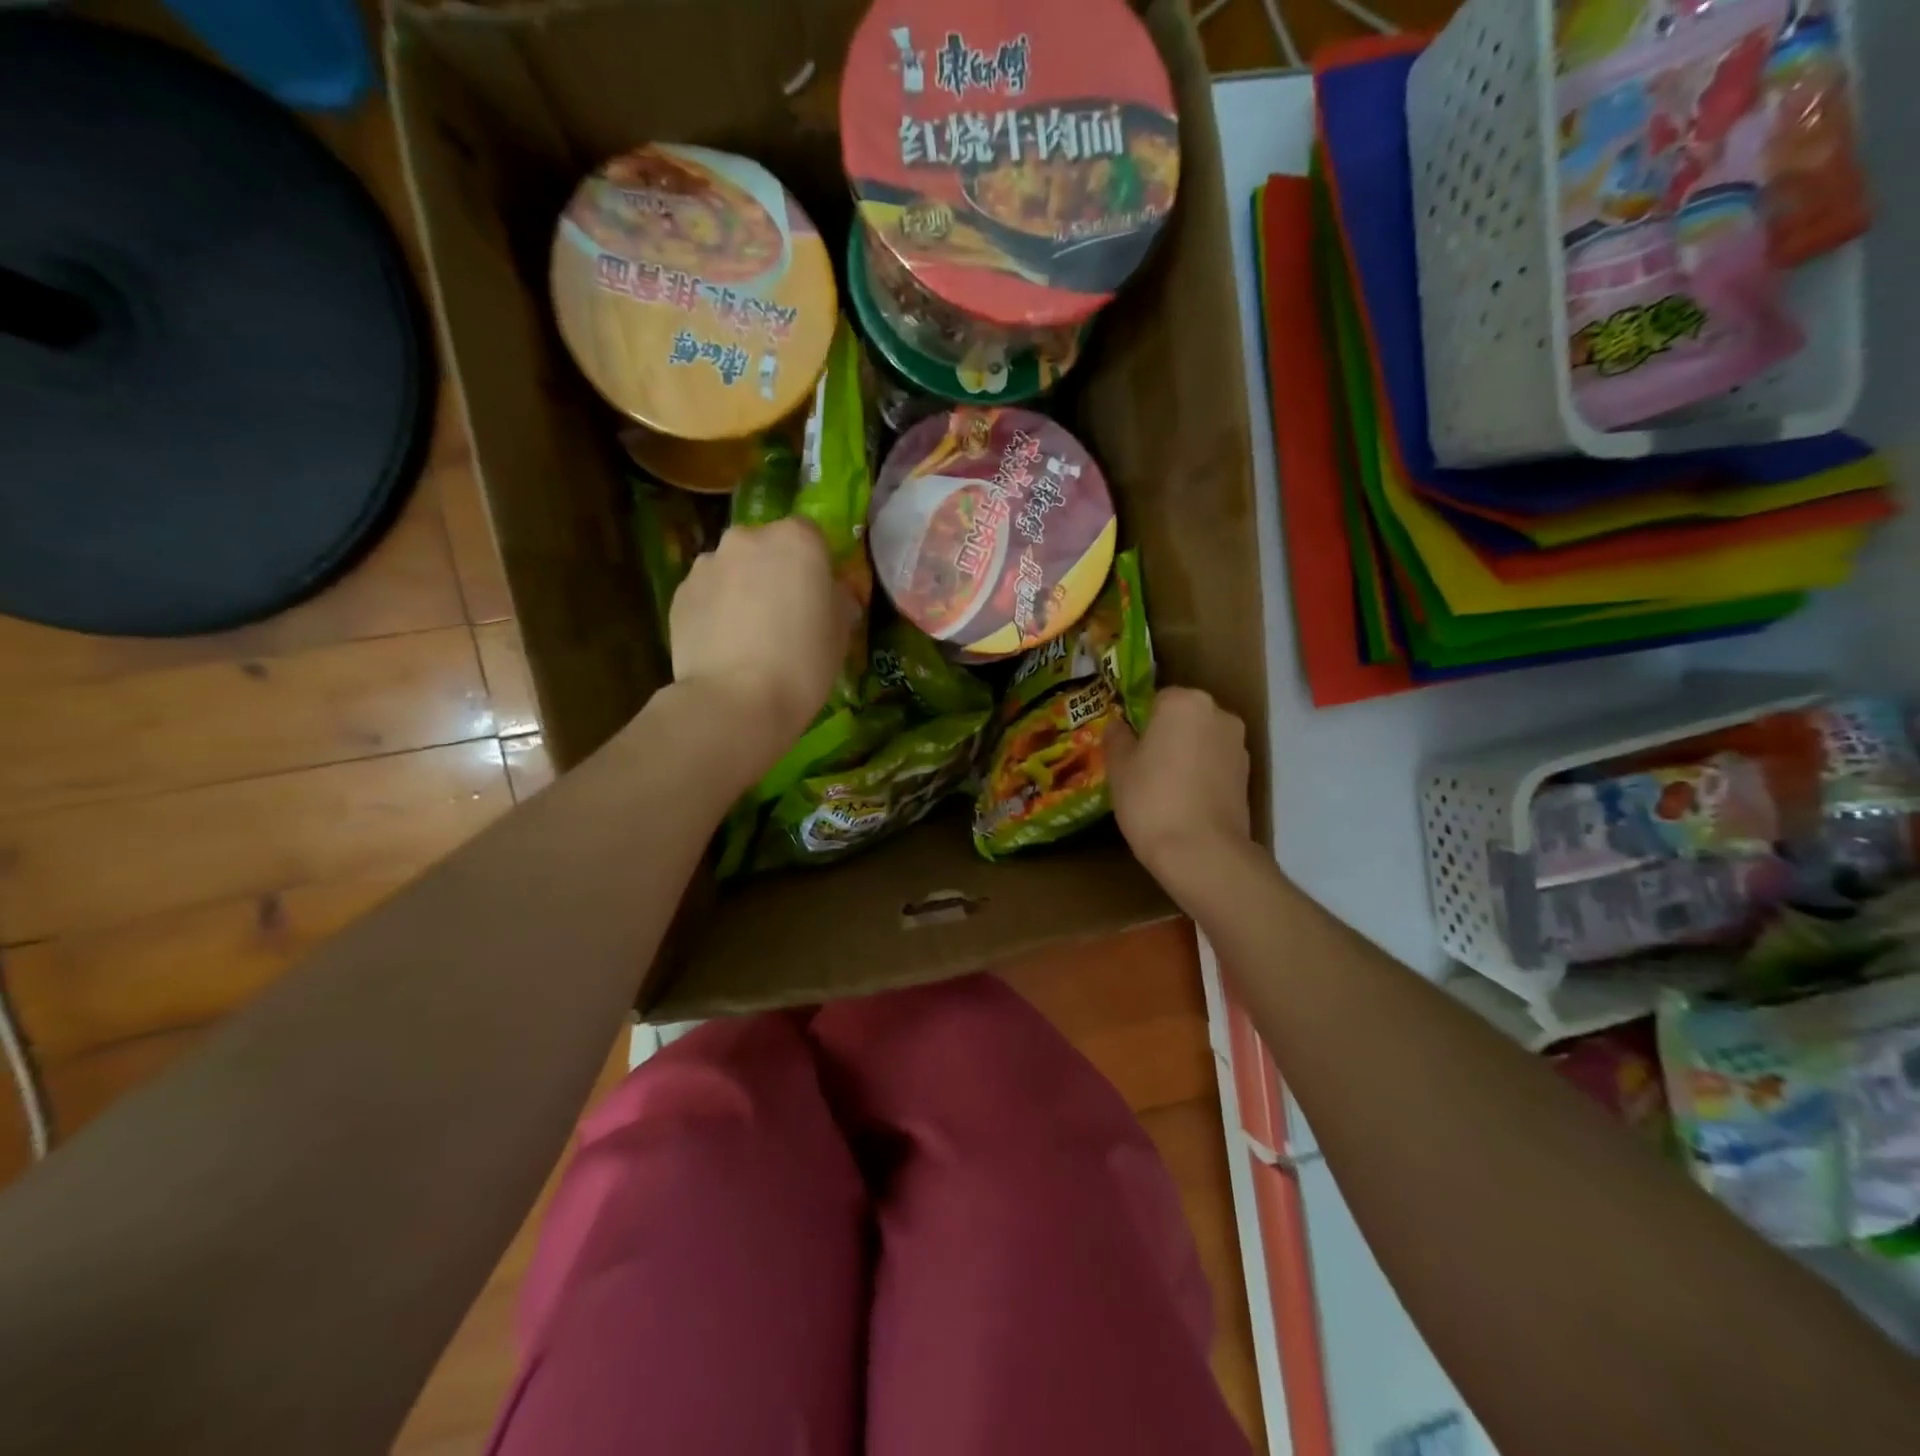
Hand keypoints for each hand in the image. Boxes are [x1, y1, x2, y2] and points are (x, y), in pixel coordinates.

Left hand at [670, 518, 855, 773]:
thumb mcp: (841, 632)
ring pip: (732, 568)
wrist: (736, 702)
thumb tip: (829, 593)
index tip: (817, 596)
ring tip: (748, 635)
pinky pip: (706, 594)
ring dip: (741, 588)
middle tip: (783, 614)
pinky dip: (715, 610)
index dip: (814, 565)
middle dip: (773, 571)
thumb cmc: (803, 664)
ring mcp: (707, 564)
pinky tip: (724, 646)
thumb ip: (836, 599)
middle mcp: (747, 538)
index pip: (810, 536)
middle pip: (766, 547)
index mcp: (796, 540)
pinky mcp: (678, 593)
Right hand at [1108, 687, 1252, 891]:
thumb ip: (1117, 737)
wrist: (1201, 851)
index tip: (1129, 748)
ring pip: (1202, 740)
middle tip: (1144, 767)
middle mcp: (1218, 713)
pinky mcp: (1248, 774)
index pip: (1156, 698)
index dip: (1140, 722)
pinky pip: (1216, 763)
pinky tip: (1186, 801)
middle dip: (1166, 734)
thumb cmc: (1151, 799)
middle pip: (1184, 716)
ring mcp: (1238, 744)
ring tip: (1165, 788)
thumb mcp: (1119, 767)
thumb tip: (1118, 725)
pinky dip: (1202, 774)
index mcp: (1183, 701)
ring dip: (1187, 754)